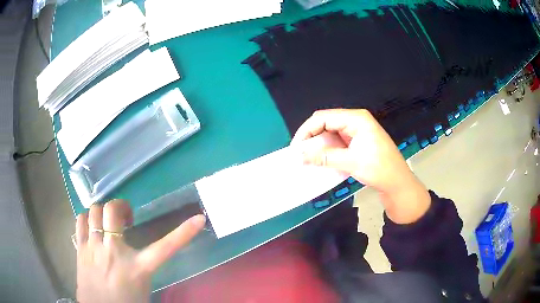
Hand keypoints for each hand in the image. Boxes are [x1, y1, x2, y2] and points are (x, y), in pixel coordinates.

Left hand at [75, 200, 205, 302]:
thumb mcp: (143, 287)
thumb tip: (146, 253)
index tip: (199, 218)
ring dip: (104, 212)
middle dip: (122, 207)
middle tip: (126, 219)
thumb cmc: (126, 302)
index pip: (166, 247)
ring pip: (95, 211)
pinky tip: (93, 226)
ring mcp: (94, 247)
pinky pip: (80, 220)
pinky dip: (88, 217)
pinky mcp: (80, 248)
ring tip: (107, 222)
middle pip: (113, 210)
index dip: (184, 232)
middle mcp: (114, 252)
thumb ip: (143, 266)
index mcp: (137, 268)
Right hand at [292, 109, 429, 223]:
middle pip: (326, 124)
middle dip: (312, 138)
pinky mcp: (358, 142)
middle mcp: (356, 121)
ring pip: (331, 134)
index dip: (307, 130)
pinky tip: (321, 160)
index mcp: (356, 119)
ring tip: (308, 158)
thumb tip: (301, 155)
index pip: (324, 118)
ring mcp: (357, 132)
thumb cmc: (379, 169)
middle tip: (300, 154)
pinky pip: (338, 143)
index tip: (296, 147)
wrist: (398, 183)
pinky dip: (328, 151)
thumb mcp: (351, 162)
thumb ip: (324, 157)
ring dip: (319, 145)